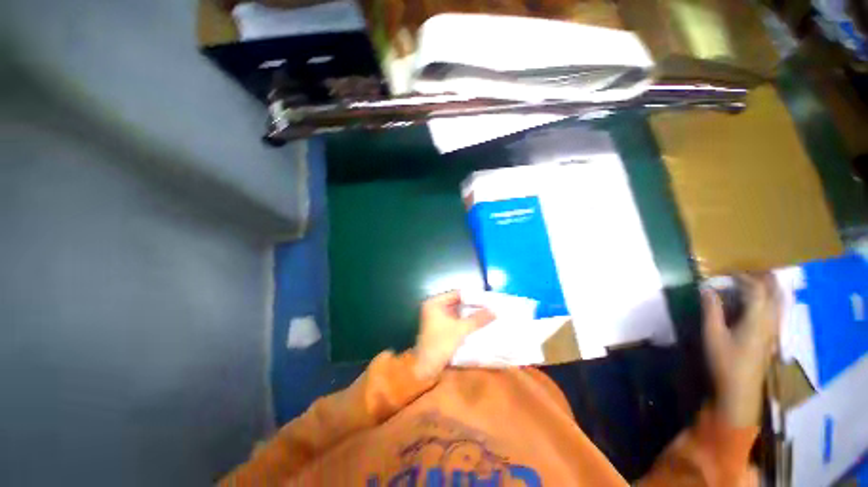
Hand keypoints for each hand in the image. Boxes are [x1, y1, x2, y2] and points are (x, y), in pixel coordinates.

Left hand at [413, 291, 495, 379]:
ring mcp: (437, 317)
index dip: (472, 296)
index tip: (488, 299)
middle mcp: (435, 307)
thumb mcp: (461, 330)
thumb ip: (477, 319)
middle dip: (473, 305)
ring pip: (457, 312)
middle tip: (490, 306)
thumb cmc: (440, 344)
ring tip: (487, 314)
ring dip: (470, 314)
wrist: (426, 368)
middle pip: (457, 302)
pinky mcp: (440, 327)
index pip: (457, 293)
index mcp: (435, 302)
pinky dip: (465, 321)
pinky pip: (455, 320)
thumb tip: (494, 311)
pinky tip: (478, 323)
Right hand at [703, 273, 781, 426]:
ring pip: (779, 302)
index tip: (728, 272)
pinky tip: (760, 303)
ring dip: (769, 288)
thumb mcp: (713, 334)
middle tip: (747, 271)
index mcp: (757, 319)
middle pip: (774, 293)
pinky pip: (776, 311)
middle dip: (763, 279)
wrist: (739, 390)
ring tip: (756, 281)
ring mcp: (774, 331)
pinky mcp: (771, 338)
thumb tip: (707, 289)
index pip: (756, 290)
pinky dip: (771, 300)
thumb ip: (711, 309)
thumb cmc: (725, 361)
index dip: (744, 277)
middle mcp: (771, 322)